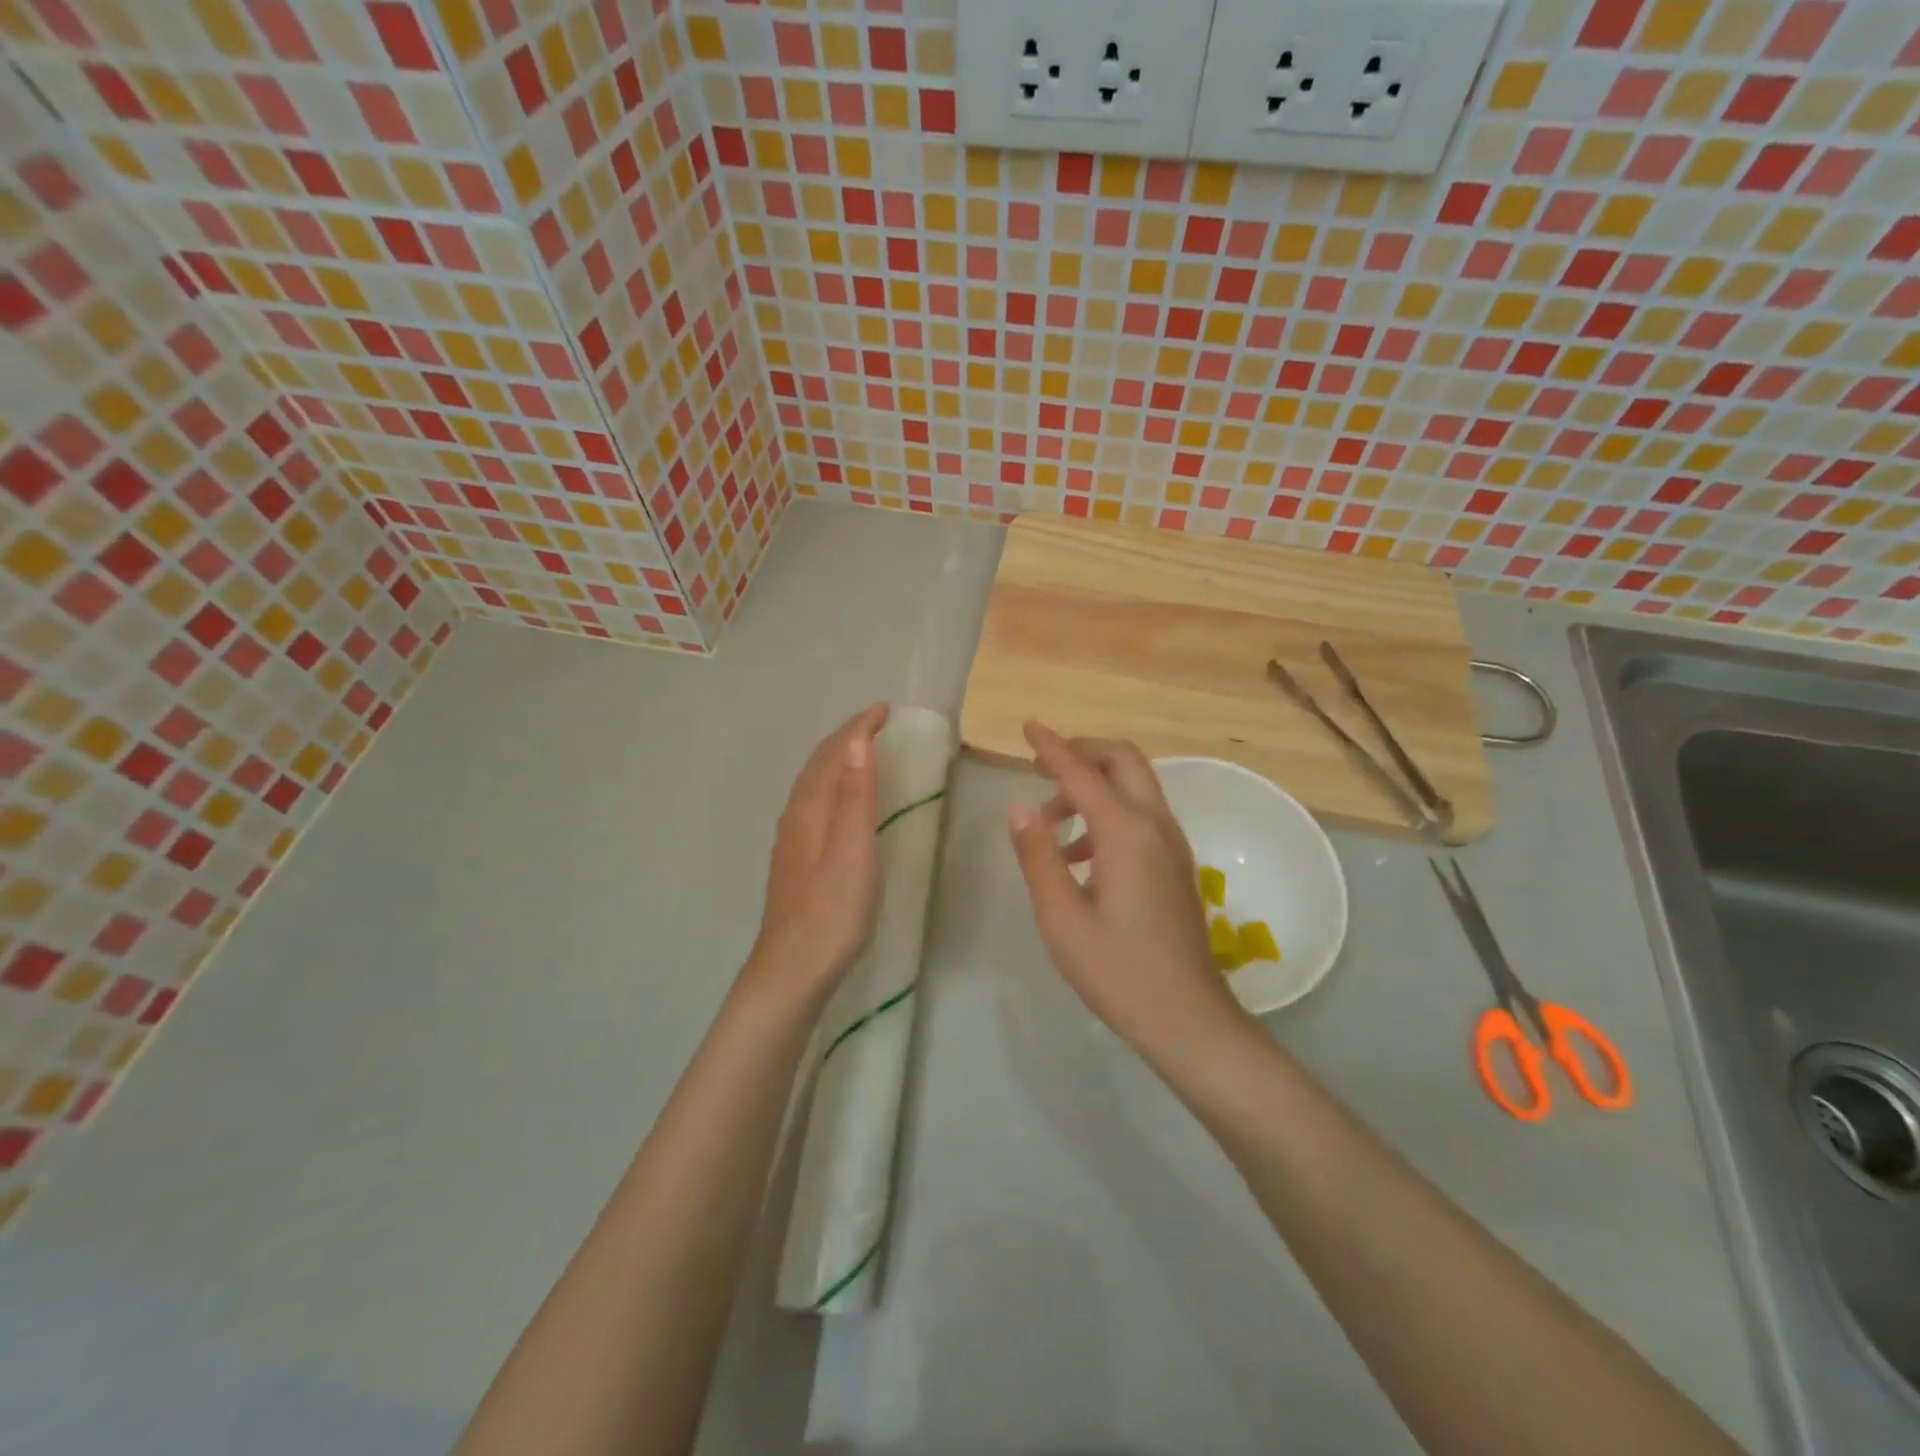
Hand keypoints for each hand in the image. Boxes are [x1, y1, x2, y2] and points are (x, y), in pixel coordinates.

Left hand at [747, 703, 889, 1006]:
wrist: (793, 968)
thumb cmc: (833, 910)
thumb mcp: (854, 849)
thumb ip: (855, 795)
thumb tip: (857, 741)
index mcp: (811, 808)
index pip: (834, 753)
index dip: (859, 727)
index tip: (885, 709)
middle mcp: (796, 816)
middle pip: (818, 764)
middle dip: (845, 737)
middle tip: (875, 723)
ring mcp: (792, 839)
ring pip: (813, 783)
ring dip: (836, 759)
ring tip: (860, 751)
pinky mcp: (795, 860)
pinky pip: (813, 803)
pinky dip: (830, 784)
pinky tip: (838, 803)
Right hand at [1007, 722, 1250, 1058]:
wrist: (1187, 1018)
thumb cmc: (1118, 971)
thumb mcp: (1062, 917)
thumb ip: (1038, 856)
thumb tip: (1020, 808)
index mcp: (1126, 833)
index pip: (1082, 773)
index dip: (1052, 747)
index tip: (1028, 726)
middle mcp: (1155, 826)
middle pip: (1123, 761)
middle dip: (1083, 752)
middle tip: (1042, 765)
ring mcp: (1172, 845)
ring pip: (1135, 787)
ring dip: (1094, 785)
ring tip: (1051, 820)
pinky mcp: (1176, 865)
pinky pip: (1142, 815)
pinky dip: (1109, 811)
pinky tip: (1080, 854)